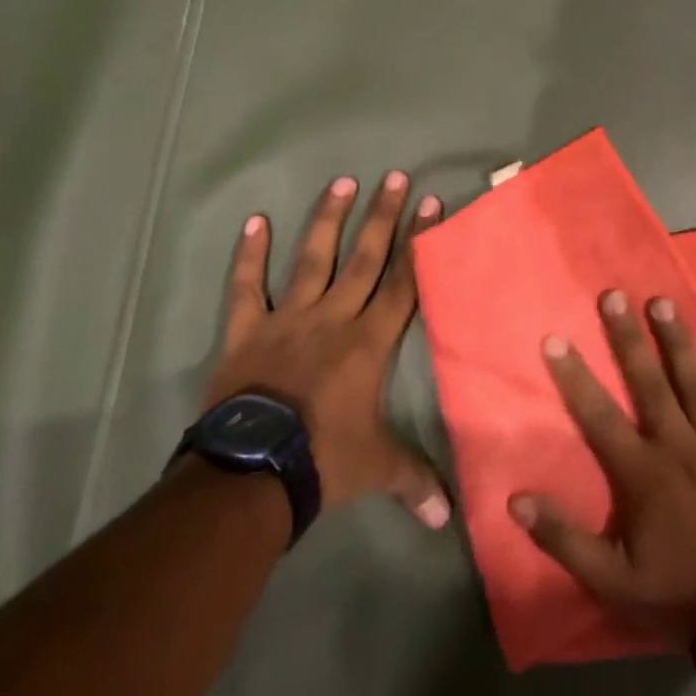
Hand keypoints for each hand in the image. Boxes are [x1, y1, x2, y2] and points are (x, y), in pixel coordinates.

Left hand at [205, 171, 450, 527]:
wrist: (255, 471)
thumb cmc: (324, 460)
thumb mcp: (377, 469)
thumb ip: (414, 481)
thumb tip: (447, 518)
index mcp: (369, 343)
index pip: (403, 283)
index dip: (419, 243)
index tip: (431, 205)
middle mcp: (334, 318)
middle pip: (364, 258)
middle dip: (383, 217)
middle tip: (394, 177)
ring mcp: (289, 319)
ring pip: (313, 259)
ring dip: (328, 220)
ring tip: (342, 182)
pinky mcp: (247, 330)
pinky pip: (247, 287)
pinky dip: (249, 255)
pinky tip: (254, 221)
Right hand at [510, 290, 695, 648]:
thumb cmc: (676, 594)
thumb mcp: (611, 581)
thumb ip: (563, 539)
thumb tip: (516, 500)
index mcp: (642, 473)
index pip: (598, 415)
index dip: (574, 376)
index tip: (554, 338)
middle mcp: (678, 446)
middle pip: (649, 382)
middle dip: (627, 337)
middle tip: (613, 294)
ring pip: (695, 382)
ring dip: (676, 340)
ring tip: (661, 302)